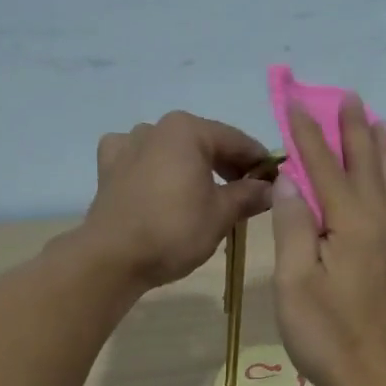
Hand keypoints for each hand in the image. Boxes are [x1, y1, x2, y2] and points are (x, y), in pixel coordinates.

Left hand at [82, 112, 275, 289]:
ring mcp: (127, 144)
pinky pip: (141, 161)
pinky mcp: (108, 168)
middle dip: (228, 166)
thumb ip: (249, 195)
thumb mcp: (221, 214)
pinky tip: (161, 186)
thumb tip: (271, 188)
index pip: (237, 141)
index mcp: (188, 130)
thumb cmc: (174, 231)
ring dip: (193, 168)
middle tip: (247, 195)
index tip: (277, 182)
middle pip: (204, 143)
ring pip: (173, 151)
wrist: (113, 258)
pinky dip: (157, 170)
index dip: (260, 162)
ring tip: (207, 196)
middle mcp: (156, 127)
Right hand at [271, 96, 385, 385]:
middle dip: (355, 131)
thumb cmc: (326, 334)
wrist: (374, 378)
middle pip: (367, 167)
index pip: (325, 168)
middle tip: (350, 98)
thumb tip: (291, 181)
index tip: (295, 103)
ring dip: (384, 152)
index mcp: (350, 224)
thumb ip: (294, 226)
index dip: (308, 135)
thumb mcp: (294, 281)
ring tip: (382, 126)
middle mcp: (379, 224)